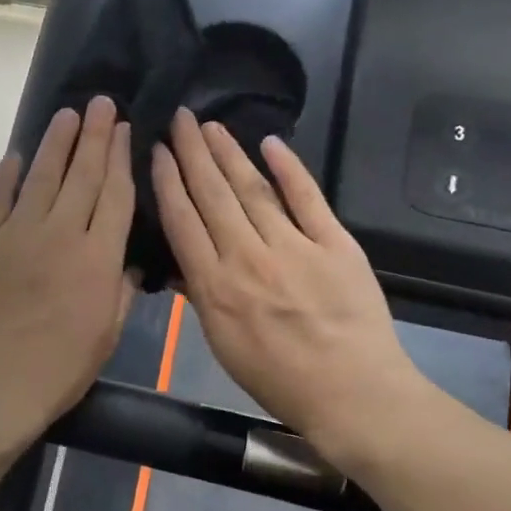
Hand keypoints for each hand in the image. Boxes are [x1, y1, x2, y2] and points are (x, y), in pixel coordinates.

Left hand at [0, 97, 136, 456]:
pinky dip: (7, 174)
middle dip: (94, 135)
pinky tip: (17, 155)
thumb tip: (129, 260)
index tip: (123, 130)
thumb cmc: (58, 370)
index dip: (120, 158)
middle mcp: (60, 234)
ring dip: (55, 143)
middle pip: (82, 175)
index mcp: (97, 259)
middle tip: (100, 103)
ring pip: (41, 176)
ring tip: (67, 115)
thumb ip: (120, 289)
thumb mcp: (106, 334)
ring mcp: (15, 234)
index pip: (115, 195)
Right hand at [151, 109, 430, 461]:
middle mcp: (248, 258)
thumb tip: (180, 262)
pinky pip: (308, 198)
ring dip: (229, 153)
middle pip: (213, 195)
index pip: (183, 221)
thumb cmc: (279, 378)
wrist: (351, 393)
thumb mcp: (223, 346)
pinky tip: (271, 144)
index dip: (168, 181)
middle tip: (180, 117)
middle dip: (193, 153)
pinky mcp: (335, 244)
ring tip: (211, 126)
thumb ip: (201, 298)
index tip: (158, 151)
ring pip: (253, 189)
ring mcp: (294, 247)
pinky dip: (289, 169)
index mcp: (215, 287)